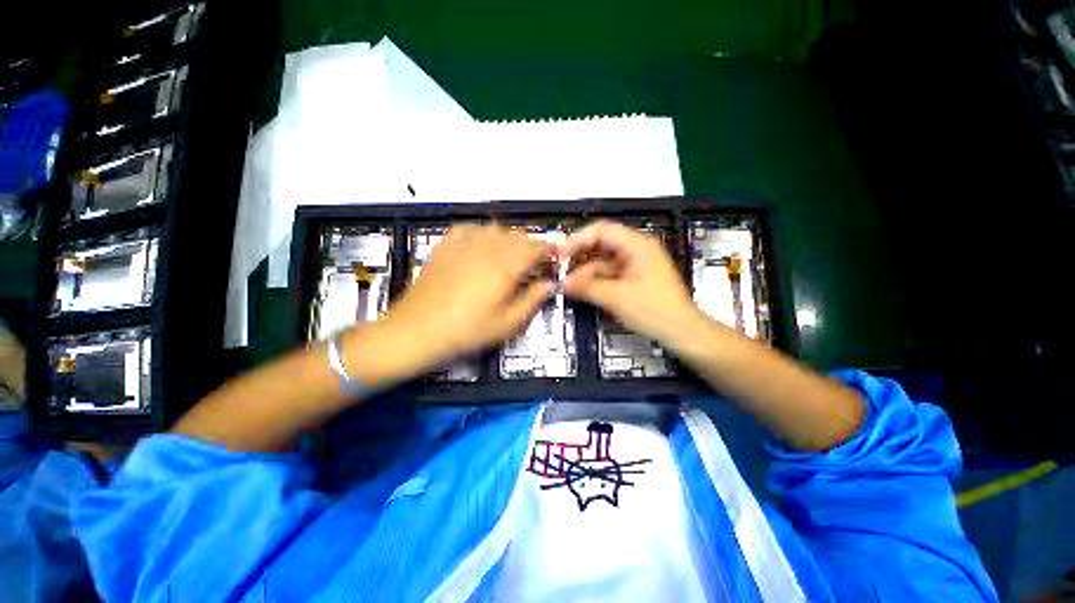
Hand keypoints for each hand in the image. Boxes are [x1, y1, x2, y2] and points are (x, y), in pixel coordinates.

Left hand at [377, 224, 554, 369]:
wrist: (417, 330)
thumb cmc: (467, 331)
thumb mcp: (507, 323)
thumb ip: (532, 300)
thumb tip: (550, 284)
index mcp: (506, 266)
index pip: (536, 248)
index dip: (549, 250)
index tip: (555, 258)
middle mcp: (487, 247)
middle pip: (518, 236)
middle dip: (531, 246)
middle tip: (534, 263)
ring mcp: (464, 243)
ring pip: (496, 229)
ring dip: (510, 239)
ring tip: (510, 256)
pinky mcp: (446, 245)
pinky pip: (471, 228)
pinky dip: (483, 233)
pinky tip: (482, 245)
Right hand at [561, 220, 703, 349]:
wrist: (683, 333)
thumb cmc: (653, 310)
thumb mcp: (616, 298)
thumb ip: (586, 287)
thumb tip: (560, 283)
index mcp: (637, 245)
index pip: (602, 230)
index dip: (578, 240)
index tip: (560, 255)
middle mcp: (636, 249)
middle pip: (601, 245)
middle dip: (580, 258)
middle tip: (560, 271)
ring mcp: (636, 264)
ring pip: (604, 261)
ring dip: (586, 272)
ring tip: (568, 285)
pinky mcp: (635, 278)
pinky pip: (610, 274)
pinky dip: (596, 281)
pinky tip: (583, 290)